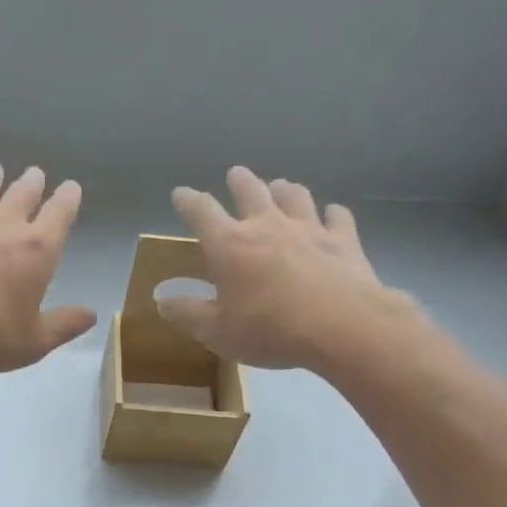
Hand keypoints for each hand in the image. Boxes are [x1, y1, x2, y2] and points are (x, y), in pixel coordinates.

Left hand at [0, 163, 97, 375]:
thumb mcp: (34, 342)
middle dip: (32, 183)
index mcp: (37, 251)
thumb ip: (64, 325)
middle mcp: (4, 227)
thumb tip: (91, 314)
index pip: (59, 215)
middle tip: (35, 173)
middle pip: (22, 195)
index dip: (68, 199)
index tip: (71, 188)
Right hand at [162, 167, 409, 370]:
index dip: (188, 201)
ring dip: (284, 189)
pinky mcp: (343, 240)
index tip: (180, 194)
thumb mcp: (217, 332)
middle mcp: (267, 226)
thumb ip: (188, 314)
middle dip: (240, 181)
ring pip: (294, 196)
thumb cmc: (270, 330)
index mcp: (230, 245)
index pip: (202, 212)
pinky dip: (331, 214)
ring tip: (281, 186)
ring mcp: (309, 228)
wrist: (341, 327)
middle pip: (251, 191)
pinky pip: (337, 217)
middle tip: (235, 174)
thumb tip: (162, 300)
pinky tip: (331, 214)